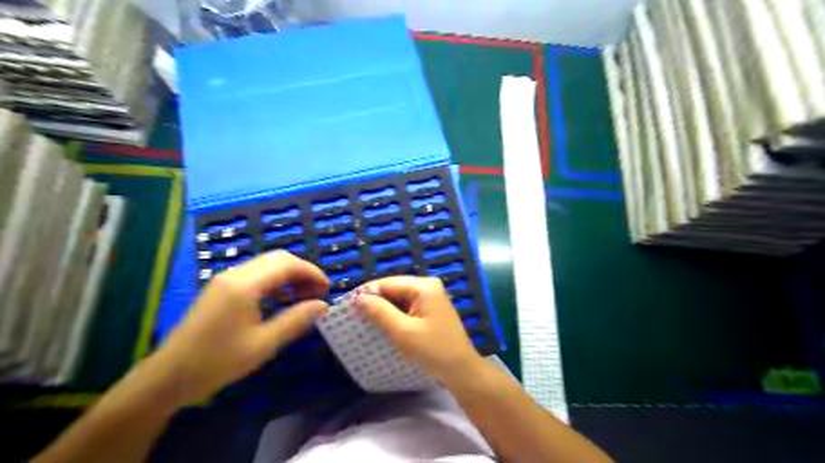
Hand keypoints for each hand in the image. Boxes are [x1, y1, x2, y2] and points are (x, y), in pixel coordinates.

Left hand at [153, 250, 326, 404]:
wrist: (168, 378)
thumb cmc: (217, 362)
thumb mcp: (263, 344)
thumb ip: (296, 320)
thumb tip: (323, 305)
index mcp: (244, 285)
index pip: (287, 264)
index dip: (312, 272)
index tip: (327, 289)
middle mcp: (235, 274)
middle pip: (278, 259)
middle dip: (302, 272)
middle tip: (317, 294)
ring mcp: (226, 280)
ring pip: (267, 265)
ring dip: (290, 276)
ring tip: (303, 298)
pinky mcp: (222, 289)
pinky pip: (256, 275)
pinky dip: (275, 282)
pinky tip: (282, 300)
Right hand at [353, 277, 483, 384]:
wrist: (462, 371)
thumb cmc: (433, 351)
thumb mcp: (403, 332)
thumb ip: (379, 312)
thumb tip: (357, 297)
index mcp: (423, 286)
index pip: (387, 283)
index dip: (367, 294)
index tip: (348, 309)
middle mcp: (427, 287)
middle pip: (393, 289)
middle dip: (375, 303)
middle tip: (354, 318)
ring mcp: (430, 298)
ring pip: (398, 300)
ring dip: (383, 311)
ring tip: (365, 324)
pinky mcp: (430, 311)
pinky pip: (406, 308)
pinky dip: (394, 317)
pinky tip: (383, 328)